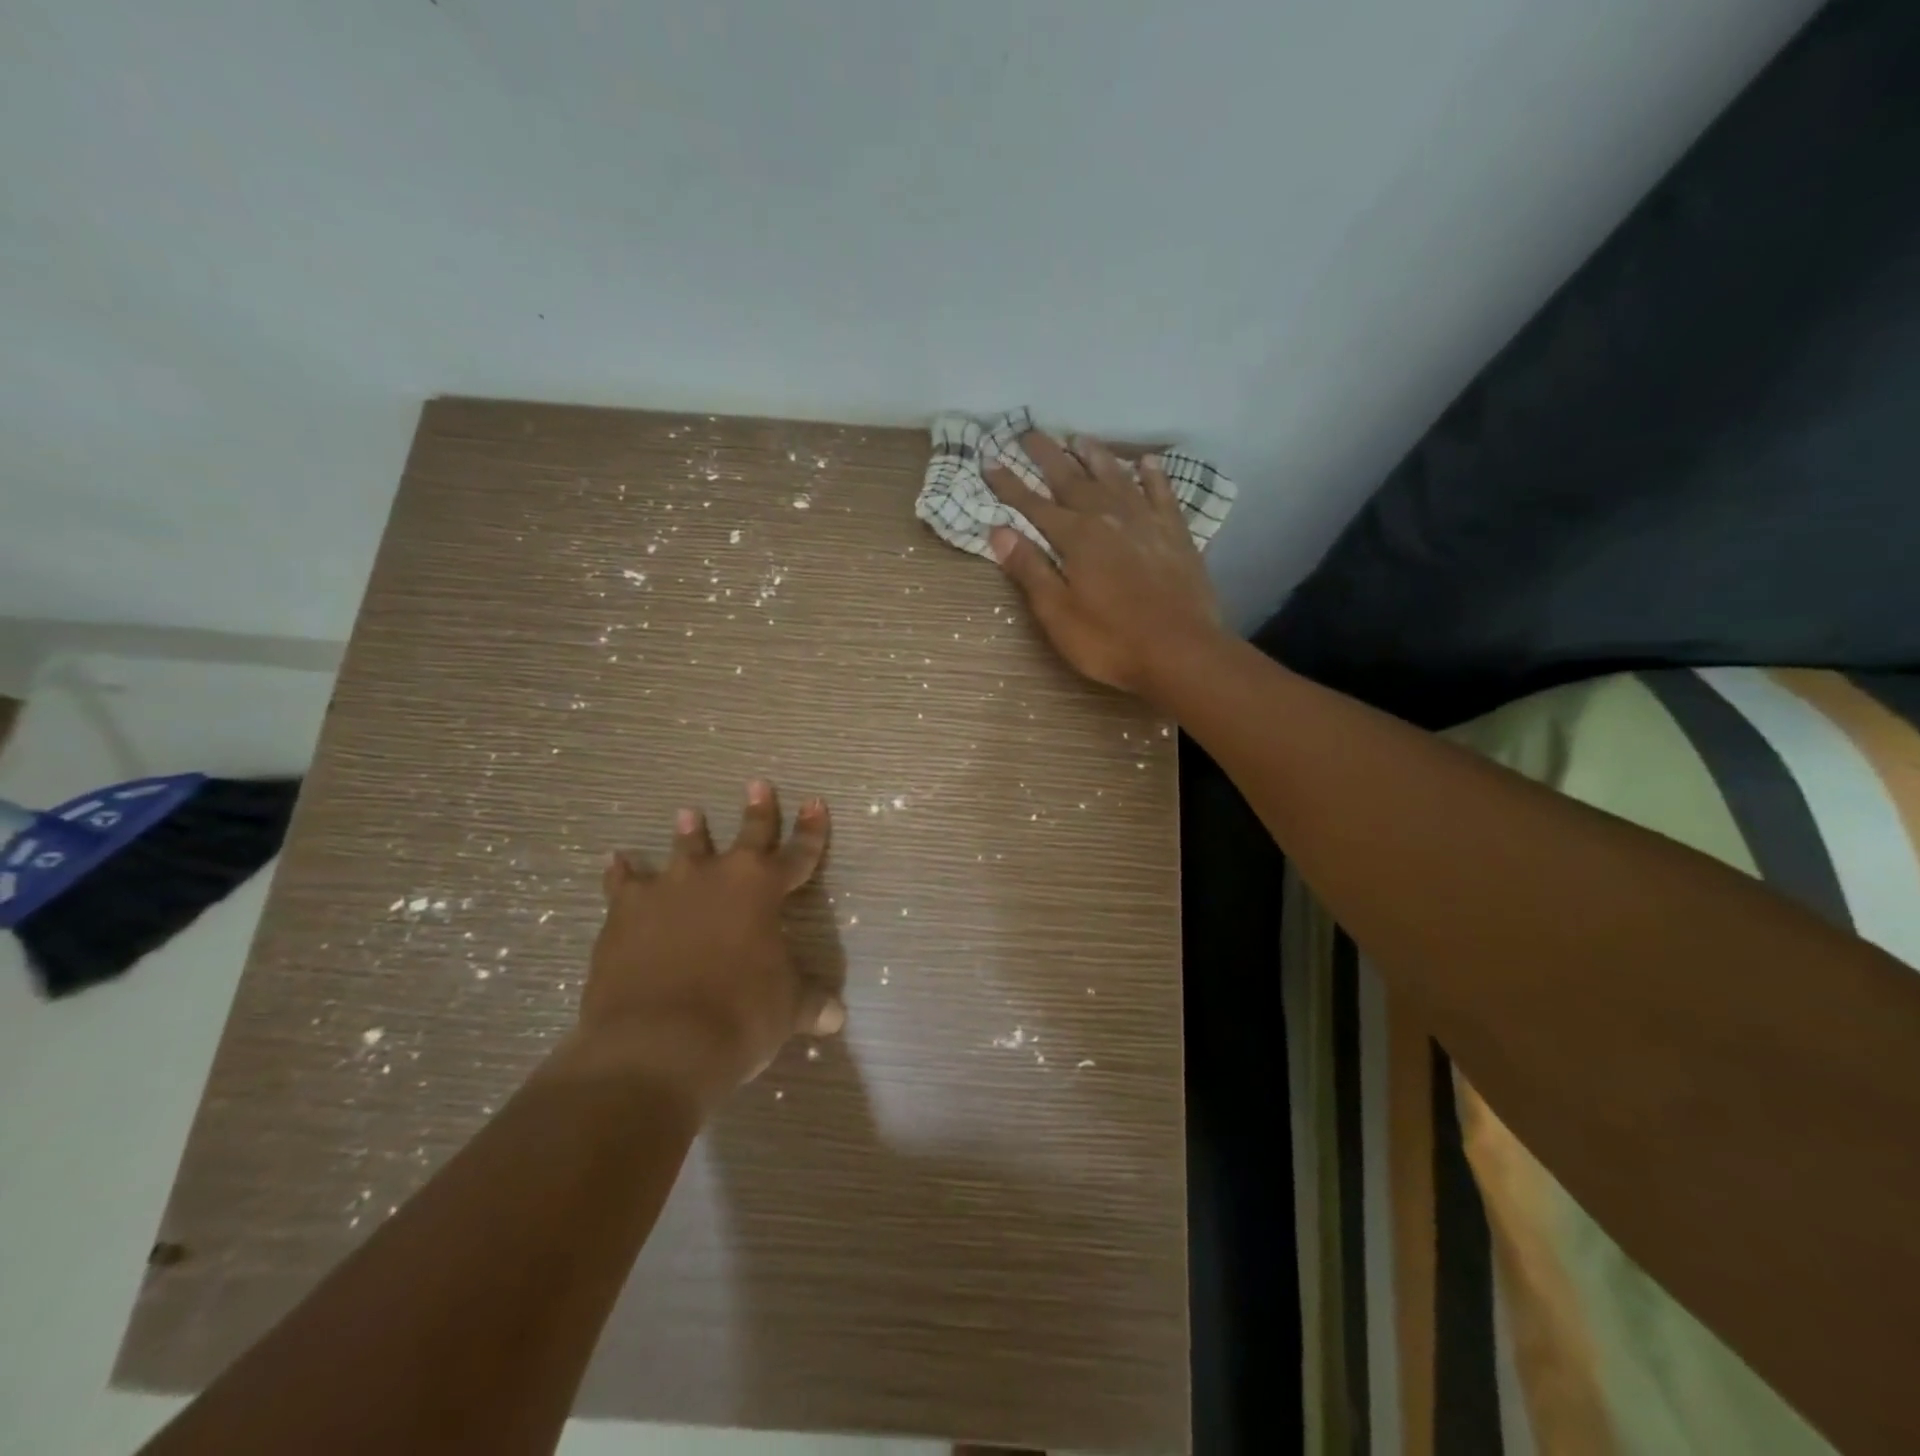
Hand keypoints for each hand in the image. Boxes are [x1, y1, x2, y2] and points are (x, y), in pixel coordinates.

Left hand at [564, 781, 845, 1110]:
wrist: (659, 1042)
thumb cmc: (739, 1016)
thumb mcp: (787, 1009)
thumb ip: (811, 1003)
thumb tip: (836, 1017)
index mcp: (762, 890)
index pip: (798, 853)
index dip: (811, 831)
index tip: (815, 803)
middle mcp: (717, 877)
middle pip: (745, 836)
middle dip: (757, 811)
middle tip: (757, 784)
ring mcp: (668, 890)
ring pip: (683, 850)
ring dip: (689, 833)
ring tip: (689, 813)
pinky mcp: (625, 913)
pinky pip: (623, 883)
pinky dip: (621, 872)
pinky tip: (615, 861)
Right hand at [983, 431, 1223, 694]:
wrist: (1181, 651)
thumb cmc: (1111, 641)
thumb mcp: (1057, 614)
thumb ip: (1030, 570)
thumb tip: (998, 530)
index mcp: (1076, 538)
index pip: (1033, 504)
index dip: (1009, 484)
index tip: (990, 460)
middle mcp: (1108, 518)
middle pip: (1072, 479)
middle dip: (1048, 456)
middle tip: (1030, 431)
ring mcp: (1146, 523)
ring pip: (1115, 478)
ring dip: (1095, 456)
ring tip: (1079, 438)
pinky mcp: (1176, 535)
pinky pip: (1162, 494)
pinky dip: (1152, 476)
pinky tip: (1147, 462)